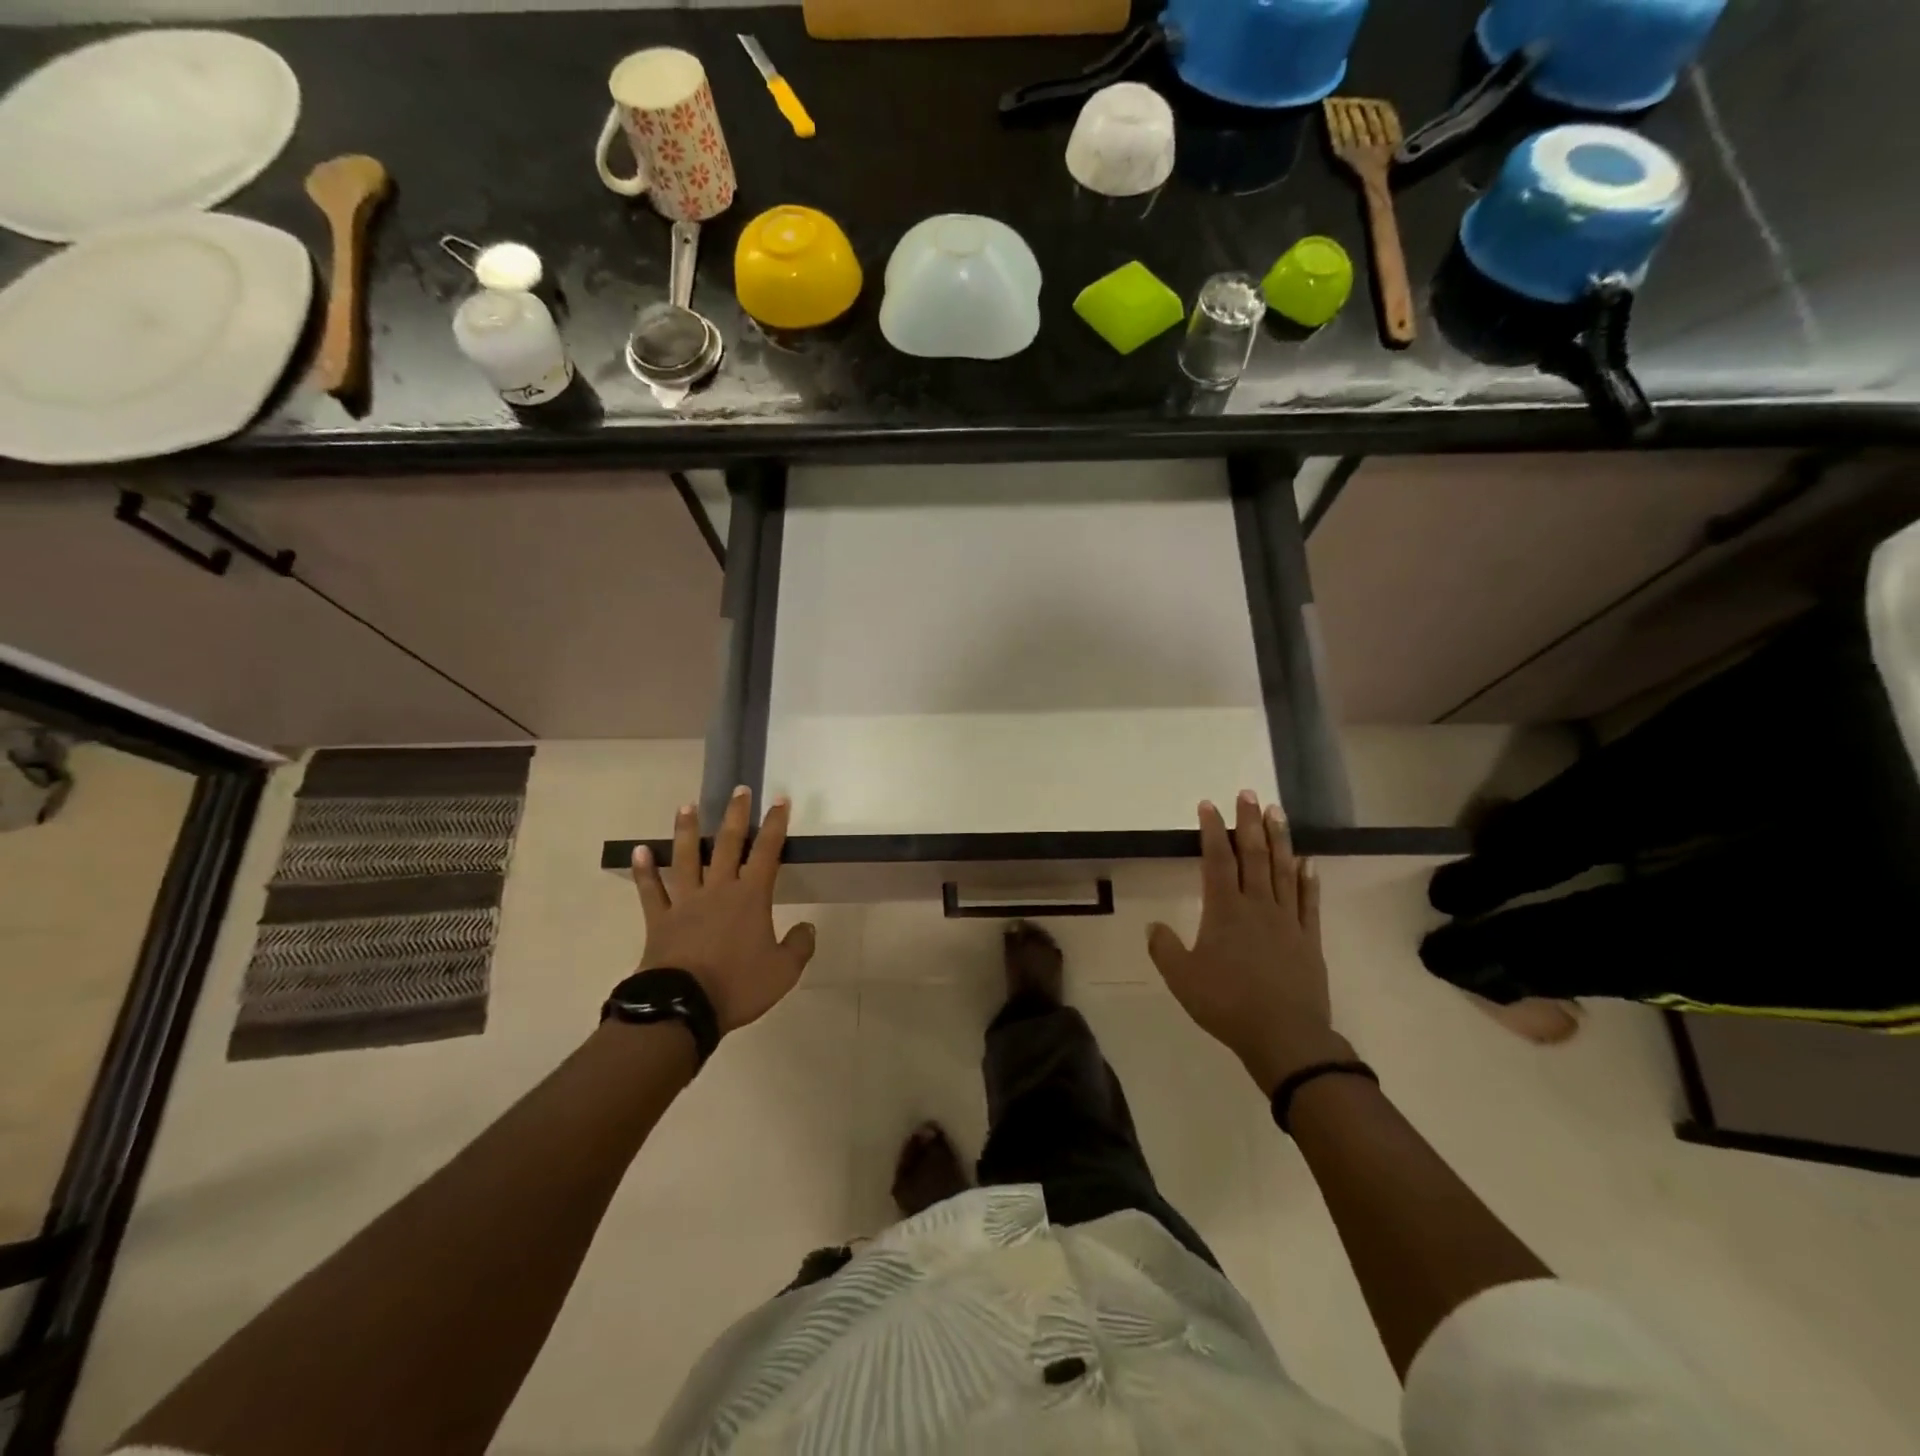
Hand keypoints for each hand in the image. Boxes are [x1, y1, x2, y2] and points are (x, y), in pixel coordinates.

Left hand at [630, 786, 815, 1036]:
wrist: (683, 1007)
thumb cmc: (738, 986)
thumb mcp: (783, 971)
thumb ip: (799, 946)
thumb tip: (808, 927)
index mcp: (751, 897)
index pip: (767, 852)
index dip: (775, 824)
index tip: (779, 800)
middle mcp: (718, 890)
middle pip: (728, 845)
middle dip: (736, 815)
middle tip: (739, 790)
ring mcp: (686, 903)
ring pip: (686, 859)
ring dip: (687, 831)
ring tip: (686, 807)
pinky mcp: (660, 920)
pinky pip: (651, 891)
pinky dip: (644, 872)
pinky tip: (639, 852)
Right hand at [1147, 791, 1351, 1094]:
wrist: (1285, 1037)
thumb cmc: (1227, 1004)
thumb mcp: (1182, 979)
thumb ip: (1165, 949)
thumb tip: (1152, 926)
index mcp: (1225, 911)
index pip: (1217, 860)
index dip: (1212, 830)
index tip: (1209, 805)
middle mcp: (1257, 906)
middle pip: (1254, 855)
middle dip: (1249, 822)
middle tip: (1248, 793)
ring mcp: (1287, 921)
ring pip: (1284, 870)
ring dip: (1280, 839)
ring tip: (1278, 812)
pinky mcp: (1308, 939)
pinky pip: (1308, 902)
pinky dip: (1308, 880)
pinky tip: (1308, 863)